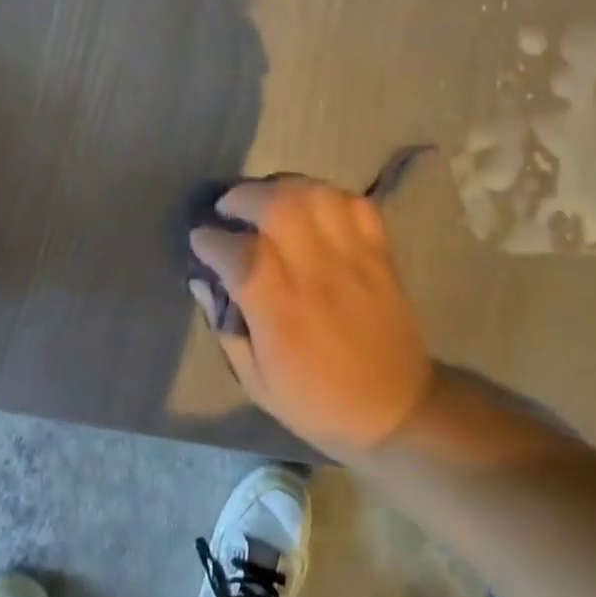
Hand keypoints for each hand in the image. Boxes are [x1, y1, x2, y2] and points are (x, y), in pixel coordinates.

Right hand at [188, 178, 434, 458]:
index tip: (200, 239)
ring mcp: (352, 256)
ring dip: (282, 188)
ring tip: (267, 200)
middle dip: (242, 197)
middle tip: (229, 210)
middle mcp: (314, 271)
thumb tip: (202, 282)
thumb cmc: (317, 401)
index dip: (210, 239)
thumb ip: (225, 327)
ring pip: (314, 194)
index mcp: (280, 309)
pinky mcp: (379, 251)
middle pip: (276, 205)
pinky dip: (327, 195)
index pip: (237, 252)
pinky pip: (353, 203)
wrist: (395, 408)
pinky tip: (311, 208)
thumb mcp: (256, 381)